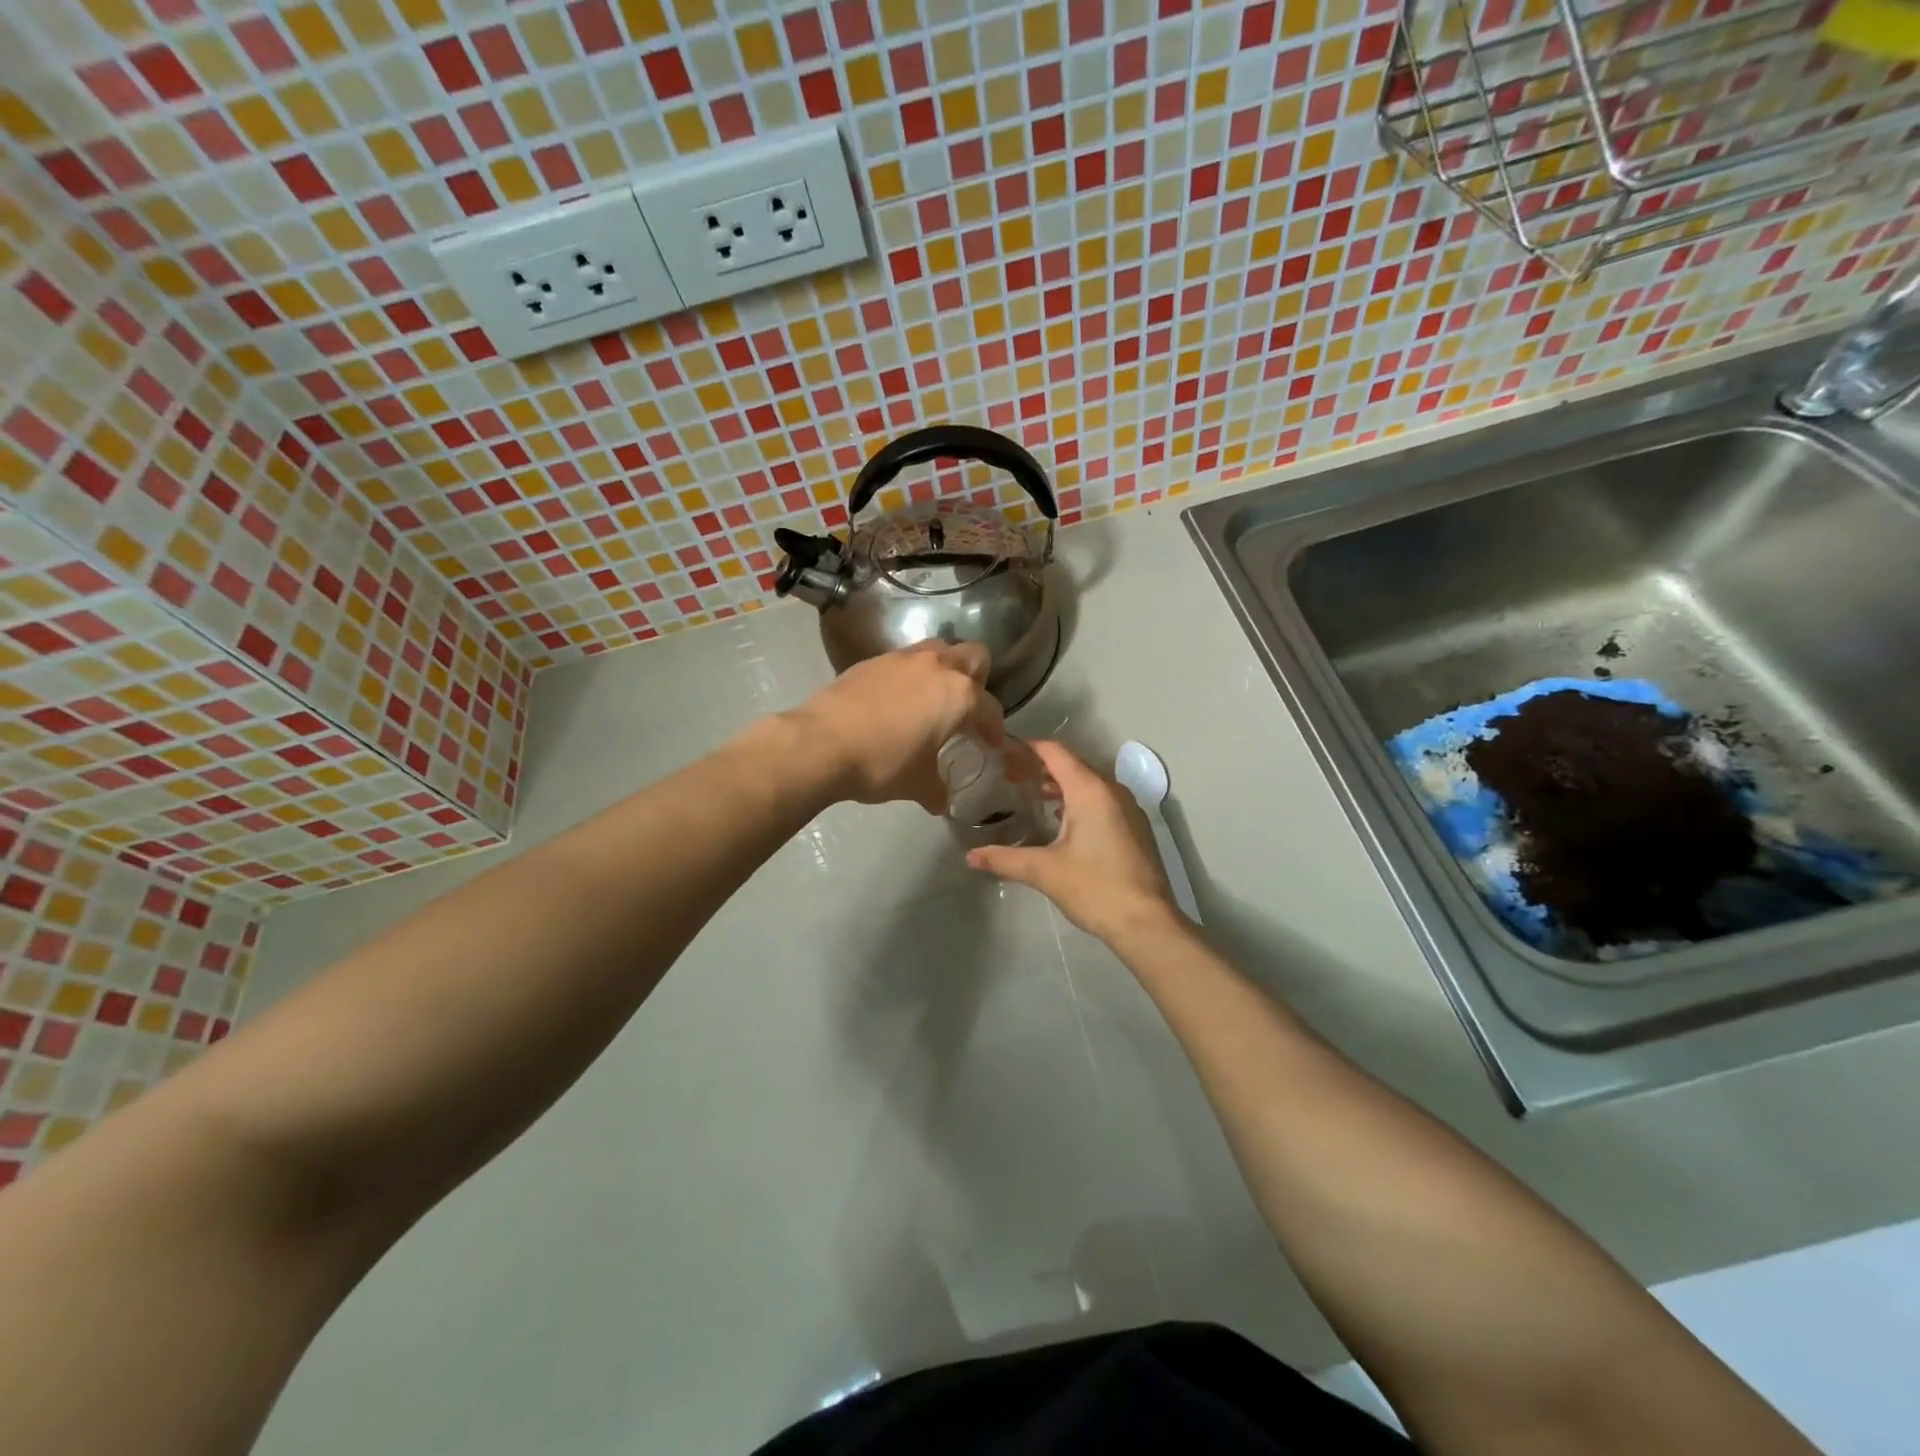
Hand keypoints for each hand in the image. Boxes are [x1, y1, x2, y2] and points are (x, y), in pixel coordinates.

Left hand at [786, 642, 1003, 811]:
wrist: (822, 743)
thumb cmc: (883, 763)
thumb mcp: (917, 784)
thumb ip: (937, 790)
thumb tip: (941, 802)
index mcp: (959, 695)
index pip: (990, 707)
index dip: (994, 728)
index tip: (990, 743)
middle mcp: (937, 667)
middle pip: (974, 656)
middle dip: (978, 679)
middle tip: (966, 708)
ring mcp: (903, 658)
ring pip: (938, 650)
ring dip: (944, 669)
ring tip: (933, 698)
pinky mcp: (873, 660)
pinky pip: (905, 660)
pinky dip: (911, 675)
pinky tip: (897, 701)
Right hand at [965, 741, 1182, 943]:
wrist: (1147, 922)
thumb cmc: (1094, 888)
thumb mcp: (1044, 871)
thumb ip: (1004, 858)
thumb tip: (970, 856)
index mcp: (1090, 790)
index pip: (1056, 753)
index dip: (1029, 748)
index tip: (1004, 753)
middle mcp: (1112, 790)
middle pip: (1074, 765)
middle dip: (1042, 768)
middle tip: (1011, 777)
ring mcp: (1129, 809)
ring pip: (1090, 784)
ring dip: (1062, 786)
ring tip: (1033, 797)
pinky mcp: (1136, 828)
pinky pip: (1104, 801)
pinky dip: (1081, 801)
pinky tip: (1063, 822)